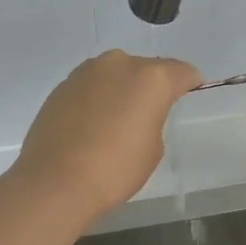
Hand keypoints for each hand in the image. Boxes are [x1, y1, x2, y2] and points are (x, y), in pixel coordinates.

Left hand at [11, 50, 202, 222]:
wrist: (55, 181)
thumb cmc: (115, 168)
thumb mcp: (153, 148)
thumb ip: (154, 118)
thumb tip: (139, 111)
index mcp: (151, 78)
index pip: (182, 71)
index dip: (189, 83)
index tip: (190, 92)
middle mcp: (120, 64)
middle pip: (146, 68)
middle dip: (152, 85)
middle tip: (150, 112)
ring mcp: (87, 71)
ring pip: (115, 73)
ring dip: (121, 88)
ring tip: (117, 118)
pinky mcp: (62, 85)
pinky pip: (91, 86)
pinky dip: (97, 97)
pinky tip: (92, 123)